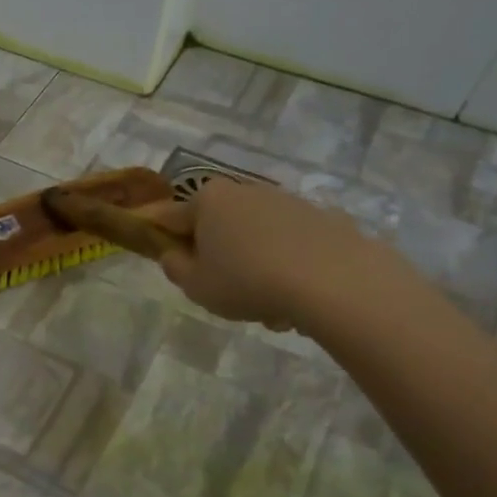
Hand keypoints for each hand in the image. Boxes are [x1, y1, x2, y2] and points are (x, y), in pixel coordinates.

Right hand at [153, 176, 389, 330]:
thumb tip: (174, 253)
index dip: (162, 239)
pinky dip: (288, 265)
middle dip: (217, 254)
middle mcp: (246, 190)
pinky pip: (291, 244)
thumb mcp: (196, 286)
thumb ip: (175, 267)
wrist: (334, 281)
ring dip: (254, 264)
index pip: (170, 217)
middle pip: (218, 224)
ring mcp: (287, 201)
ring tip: (268, 307)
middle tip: (222, 290)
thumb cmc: (248, 281)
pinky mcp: (323, 218)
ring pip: (256, 236)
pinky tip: (298, 297)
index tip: (167, 261)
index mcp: (208, 200)